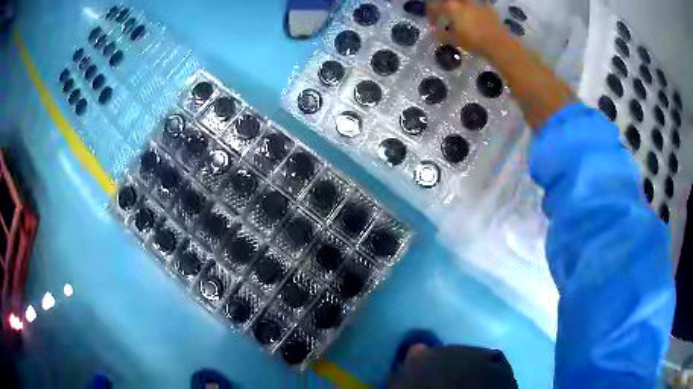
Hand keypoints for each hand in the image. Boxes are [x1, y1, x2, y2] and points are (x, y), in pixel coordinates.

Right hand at [426, 0, 508, 55]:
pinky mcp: (486, 7)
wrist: (498, 44)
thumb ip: (442, 34)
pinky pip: (476, 5)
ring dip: (457, 8)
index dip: (430, 15)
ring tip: (459, 18)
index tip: (433, 25)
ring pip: (461, 3)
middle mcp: (462, 2)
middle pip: (447, 2)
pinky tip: (474, 18)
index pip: (433, 6)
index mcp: (450, 7)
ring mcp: (475, 3)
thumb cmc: (474, 41)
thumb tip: (436, 32)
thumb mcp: (454, 40)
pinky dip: (472, 10)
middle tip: (444, 17)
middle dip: (443, 8)